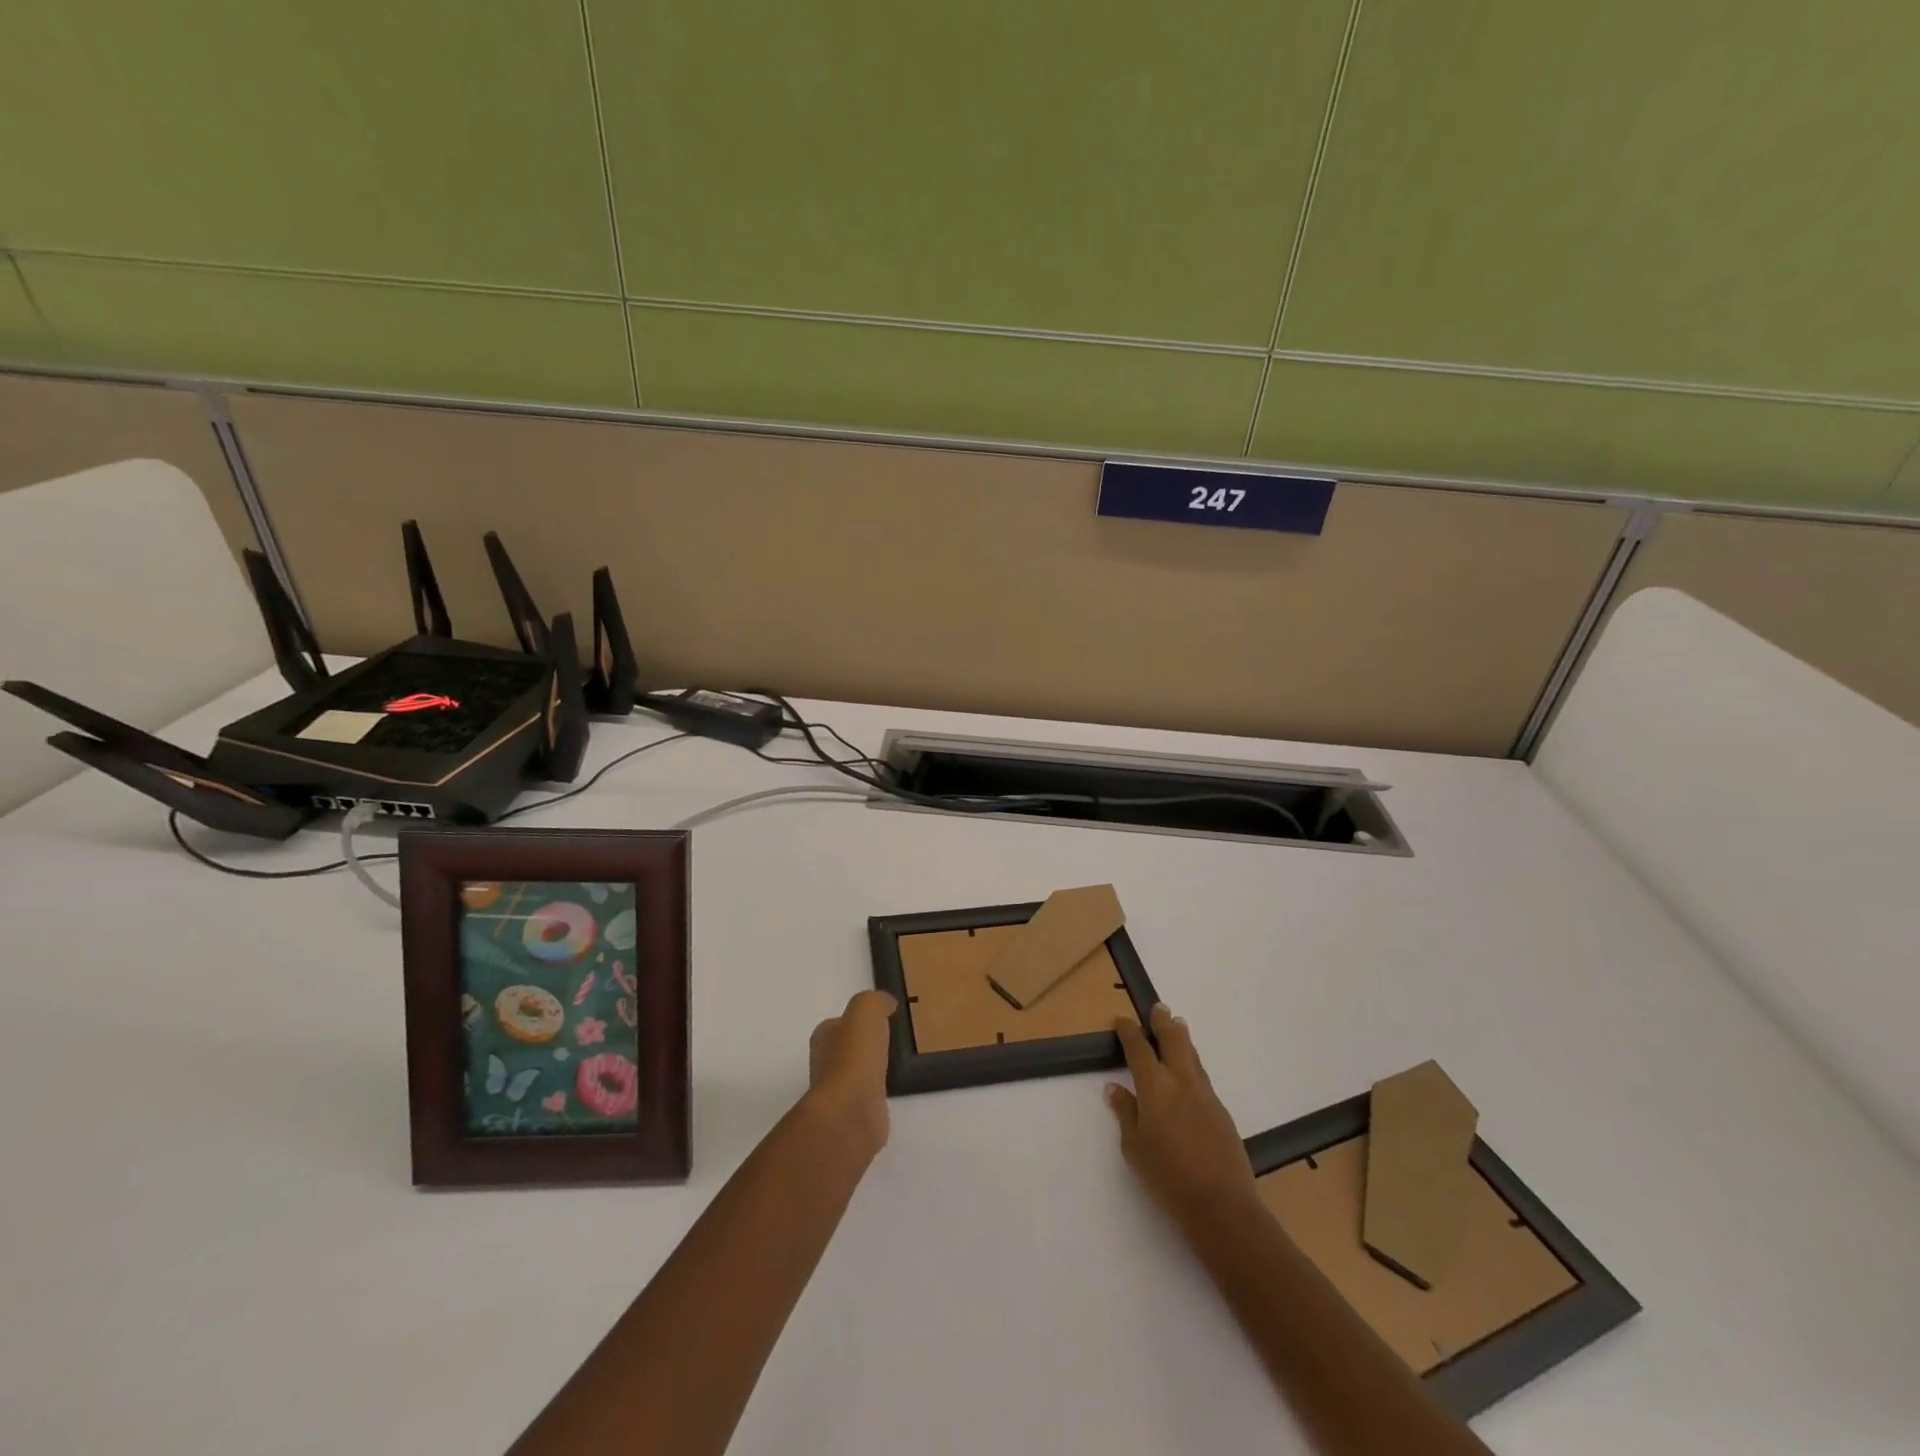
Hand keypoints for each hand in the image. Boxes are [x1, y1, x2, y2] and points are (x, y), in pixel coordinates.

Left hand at [805, 990, 897, 1161]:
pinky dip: (877, 1092)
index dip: (858, 1020)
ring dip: (871, 1069)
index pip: (839, 1023)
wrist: (851, 1111)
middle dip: (864, 1045)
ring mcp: (837, 1092)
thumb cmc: (855, 1055)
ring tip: (894, 1063)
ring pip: (857, 1073)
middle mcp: (824, 1063)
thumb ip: (875, 1001)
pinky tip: (891, 1090)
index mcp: (824, 1037)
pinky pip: (867, 1097)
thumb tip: (886, 1003)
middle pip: (846, 1048)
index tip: (881, 1019)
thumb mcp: (866, 1010)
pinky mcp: (852, 1115)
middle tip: (890, 1040)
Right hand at [1107, 1003, 1257, 1231]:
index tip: (1122, 1021)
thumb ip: (1126, 1113)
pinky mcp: (1222, 1113)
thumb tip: (1115, 1088)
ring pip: (1193, 1057)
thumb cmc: (1168, 1178)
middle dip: (1164, 1023)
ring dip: (1183, 1039)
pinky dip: (1193, 1065)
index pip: (1139, 1050)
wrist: (1222, 1206)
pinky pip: (1203, 1078)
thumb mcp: (1135, 1148)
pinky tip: (1191, 1072)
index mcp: (1156, 1087)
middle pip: (1173, 1042)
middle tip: (1159, 1008)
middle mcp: (1182, 1083)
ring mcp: (1206, 1096)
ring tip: (1179, 1026)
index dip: (1129, 1033)